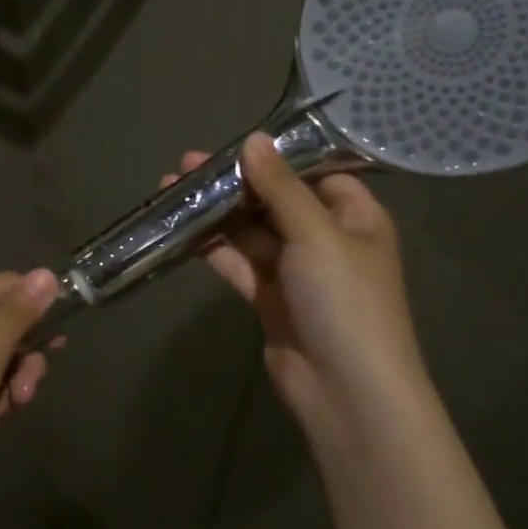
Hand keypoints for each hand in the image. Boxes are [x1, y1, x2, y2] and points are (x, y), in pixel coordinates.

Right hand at [169, 134, 429, 435]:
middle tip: (186, 165)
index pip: (315, 173)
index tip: (232, 143)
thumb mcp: (316, 233)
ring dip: (216, 213)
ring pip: (251, 232)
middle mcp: (327, 239)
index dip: (276, 157)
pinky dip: (214, 247)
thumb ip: (280, 187)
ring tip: (172, 189)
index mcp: (355, 217)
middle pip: (275, 200)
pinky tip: (181, 230)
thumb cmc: (345, 300)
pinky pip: (239, 263)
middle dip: (234, 183)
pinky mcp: (270, 298)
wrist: (346, 389)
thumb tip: (254, 139)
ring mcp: (296, 271)